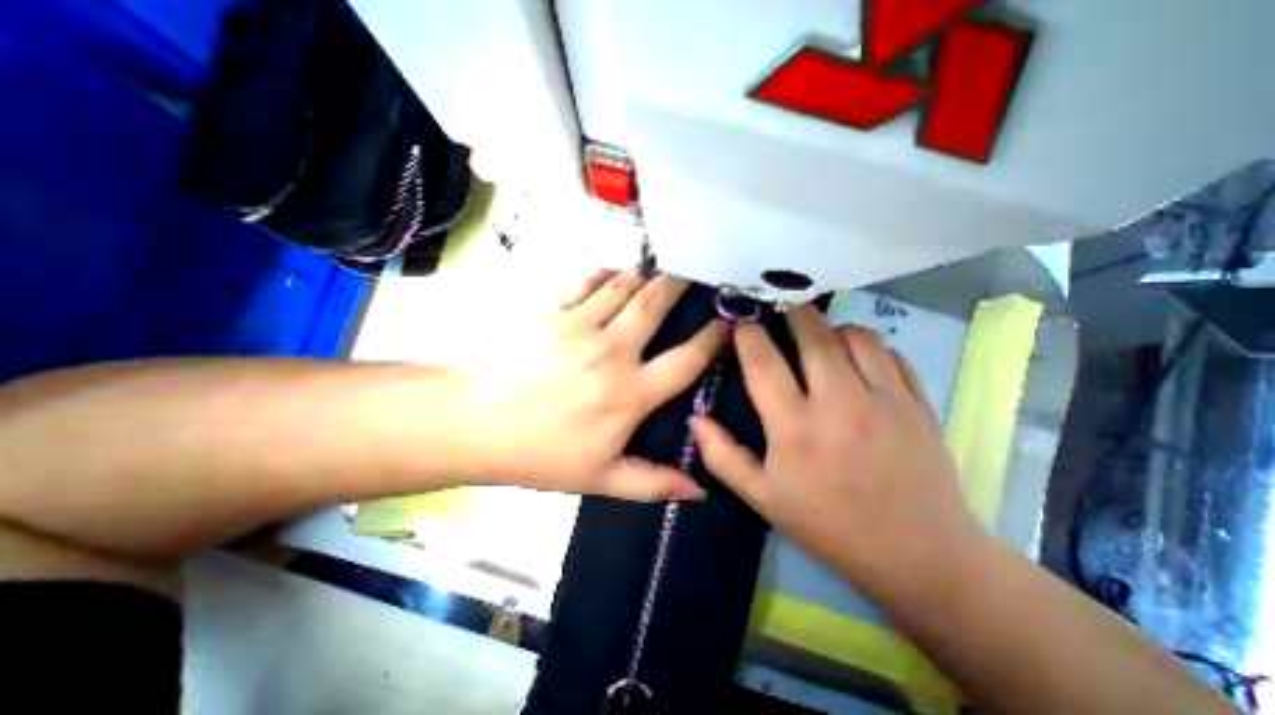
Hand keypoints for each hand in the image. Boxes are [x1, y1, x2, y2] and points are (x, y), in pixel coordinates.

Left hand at [467, 271, 725, 498]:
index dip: (713, 337)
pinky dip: (606, 274)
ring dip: (646, 276)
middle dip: (681, 284)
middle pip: (657, 304)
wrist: (477, 424)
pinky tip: (614, 275)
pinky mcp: (552, 310)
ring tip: (658, 271)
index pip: (687, 359)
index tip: (728, 321)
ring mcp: (580, 325)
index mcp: (630, 393)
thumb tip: (700, 490)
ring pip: (625, 285)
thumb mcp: (601, 479)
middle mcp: (612, 351)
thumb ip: (654, 483)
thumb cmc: (542, 454)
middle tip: (695, 272)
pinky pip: (588, 280)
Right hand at [689, 308, 983, 590]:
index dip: (748, 334)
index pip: (763, 361)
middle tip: (780, 311)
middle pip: (813, 333)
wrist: (918, 555)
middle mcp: (838, 402)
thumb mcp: (763, 498)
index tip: (740, 322)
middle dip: (791, 313)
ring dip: (831, 328)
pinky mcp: (918, 402)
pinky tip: (858, 360)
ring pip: (855, 335)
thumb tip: (695, 419)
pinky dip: (868, 345)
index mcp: (794, 427)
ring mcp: (884, 398)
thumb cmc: (828, 524)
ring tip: (820, 338)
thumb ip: (722, 457)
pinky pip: (890, 353)